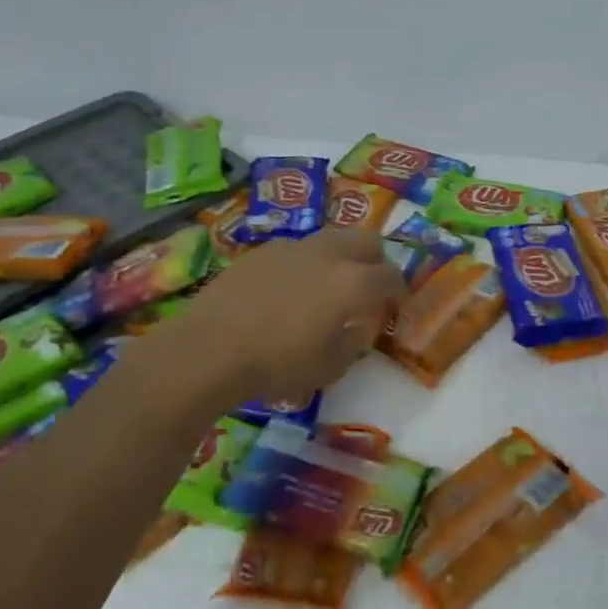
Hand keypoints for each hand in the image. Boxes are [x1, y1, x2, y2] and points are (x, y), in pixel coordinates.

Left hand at [172, 229, 406, 403]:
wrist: (208, 350)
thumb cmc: (276, 364)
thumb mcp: (329, 368)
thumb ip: (354, 343)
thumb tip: (358, 327)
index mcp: (351, 283)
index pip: (391, 276)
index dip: (399, 291)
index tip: (396, 306)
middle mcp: (327, 254)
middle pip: (367, 241)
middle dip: (376, 261)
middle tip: (369, 287)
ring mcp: (292, 247)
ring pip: (331, 239)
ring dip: (341, 258)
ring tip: (328, 287)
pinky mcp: (262, 251)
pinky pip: (298, 250)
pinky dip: (306, 264)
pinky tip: (289, 291)